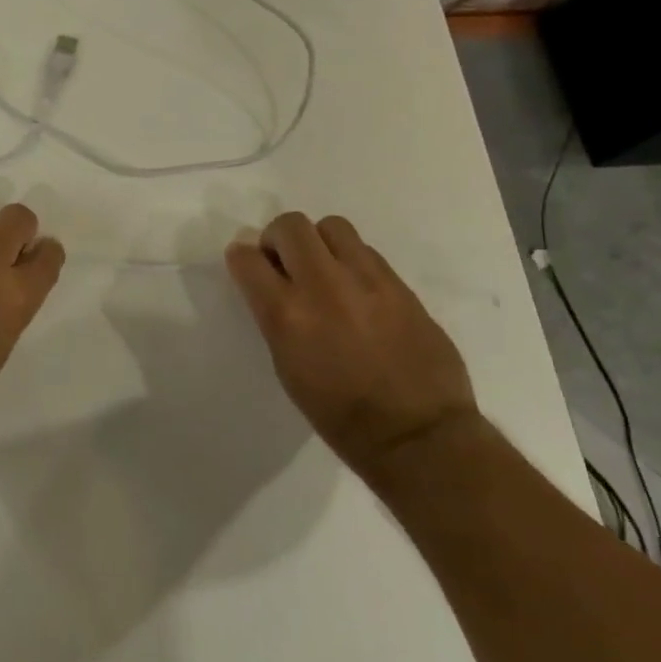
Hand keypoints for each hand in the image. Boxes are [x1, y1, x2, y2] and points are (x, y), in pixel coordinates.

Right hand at [225, 211, 477, 480]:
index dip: (242, 258)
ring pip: (332, 226)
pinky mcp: (399, 284)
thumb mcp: (287, 366)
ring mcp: (366, 280)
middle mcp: (323, 286)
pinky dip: (351, 260)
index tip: (248, 267)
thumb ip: (275, 316)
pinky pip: (366, 251)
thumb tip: (271, 283)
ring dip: (319, 242)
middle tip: (285, 263)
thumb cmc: (339, 415)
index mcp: (286, 315)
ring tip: (325, 269)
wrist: (418, 436)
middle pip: (290, 225)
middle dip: (278, 238)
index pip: (247, 258)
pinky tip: (357, 289)